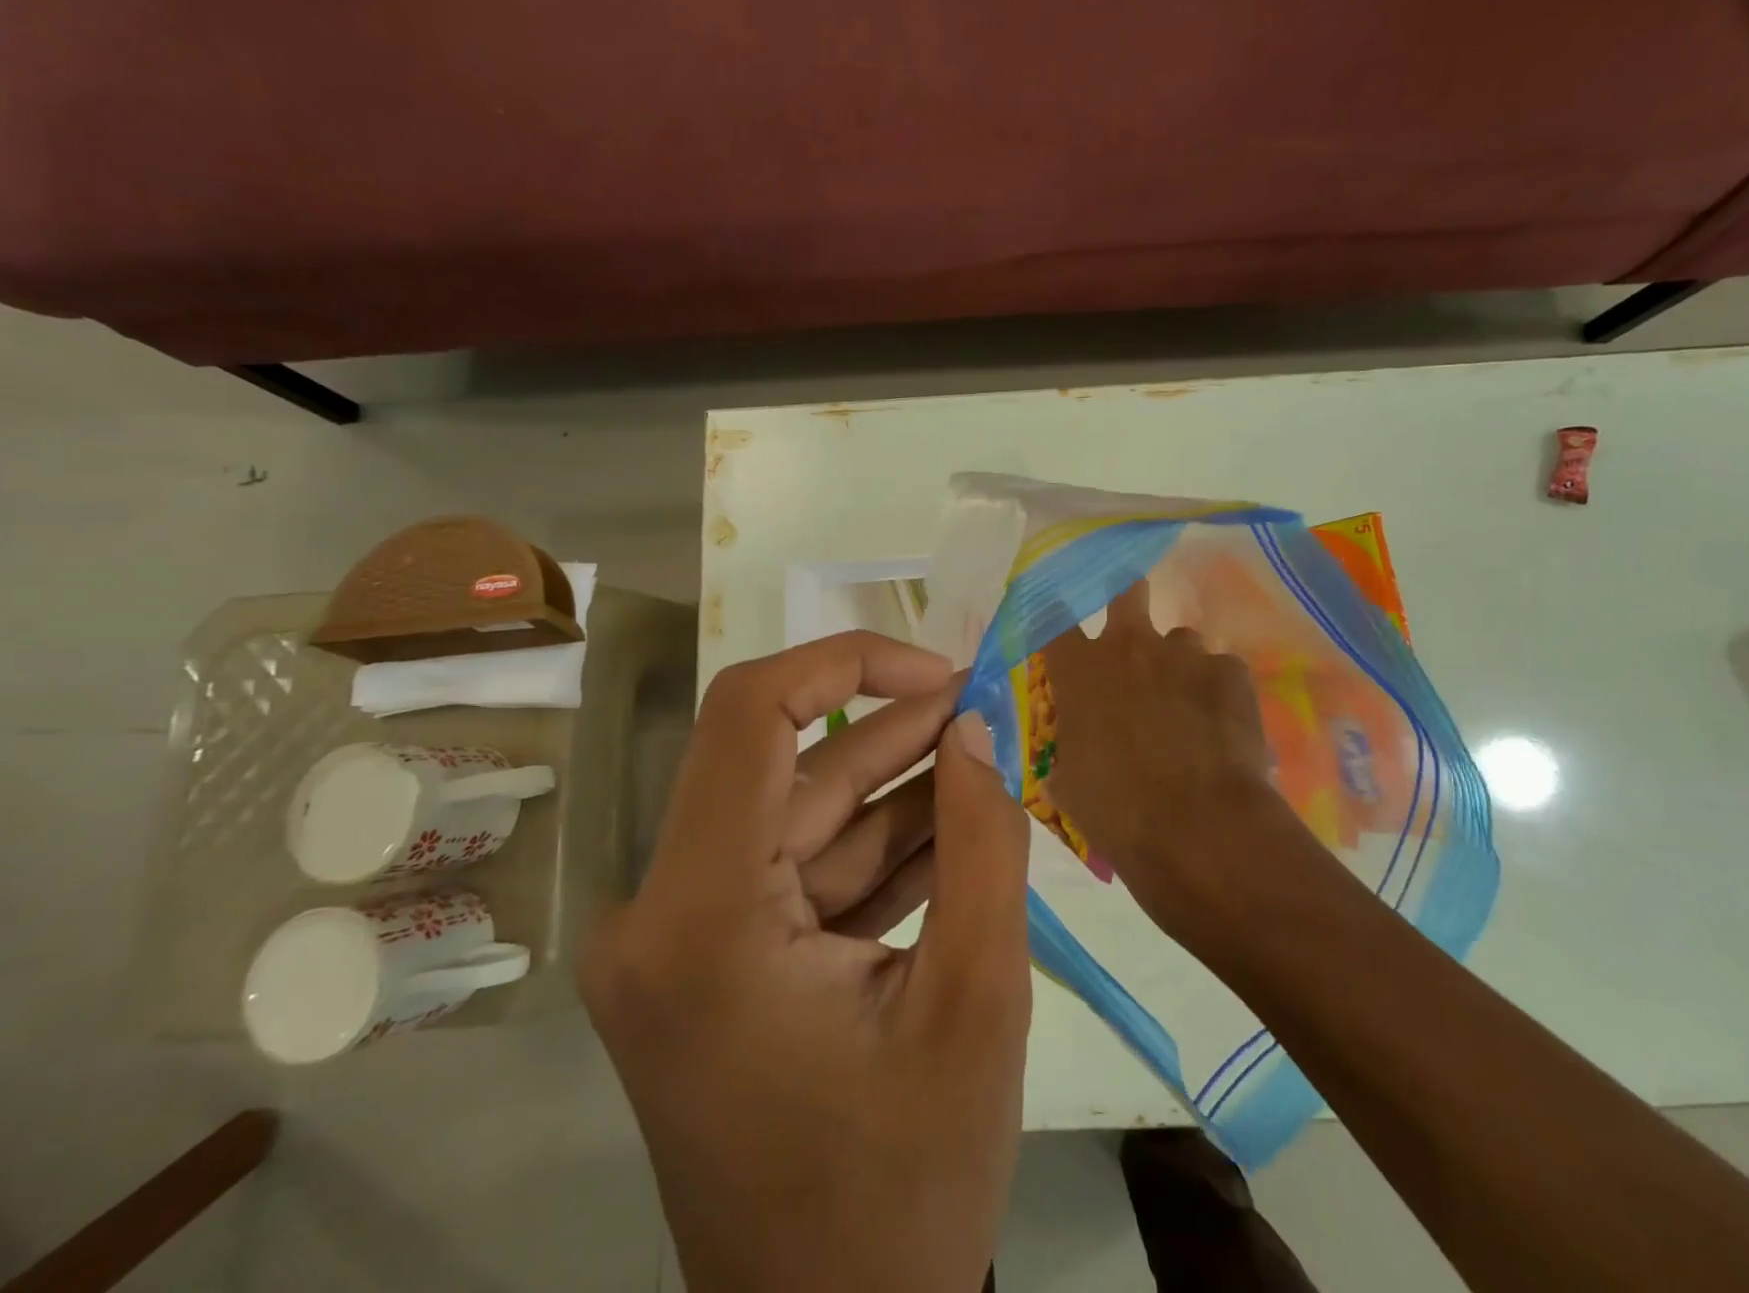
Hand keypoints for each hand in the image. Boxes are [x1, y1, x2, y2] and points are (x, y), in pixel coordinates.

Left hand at [580, 632, 1031, 1292]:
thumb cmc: (909, 1186)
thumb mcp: (977, 998)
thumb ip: (983, 841)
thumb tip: (976, 727)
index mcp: (700, 917)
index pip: (749, 714)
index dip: (845, 662)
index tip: (937, 671)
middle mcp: (662, 910)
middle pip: (785, 767)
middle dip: (894, 732)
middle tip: (985, 709)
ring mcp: (682, 936)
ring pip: (802, 816)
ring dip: (896, 787)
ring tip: (984, 758)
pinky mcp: (712, 957)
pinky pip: (801, 869)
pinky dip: (876, 846)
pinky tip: (953, 827)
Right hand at [1040, 578, 1310, 936]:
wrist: (1199, 828)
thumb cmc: (1117, 810)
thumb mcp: (1069, 784)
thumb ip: (1068, 753)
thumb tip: (1068, 762)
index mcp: (1080, 671)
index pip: (1054, 621)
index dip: (1056, 619)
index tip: (1061, 630)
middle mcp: (1129, 646)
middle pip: (1127, 591)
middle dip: (1128, 598)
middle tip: (1132, 630)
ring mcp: (1185, 654)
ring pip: (1181, 639)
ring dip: (1178, 663)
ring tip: (1188, 705)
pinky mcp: (1231, 672)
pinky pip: (1221, 671)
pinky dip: (1218, 692)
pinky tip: (1223, 728)